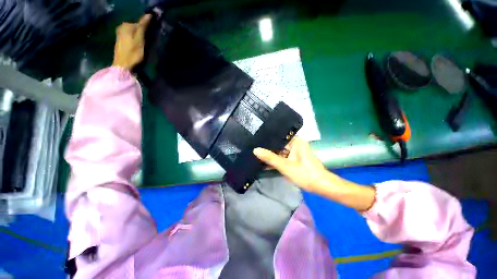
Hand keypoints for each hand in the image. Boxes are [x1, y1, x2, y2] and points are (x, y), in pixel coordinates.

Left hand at [112, 14, 151, 69]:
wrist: (122, 65)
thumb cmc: (133, 53)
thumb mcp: (140, 39)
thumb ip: (143, 26)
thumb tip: (148, 15)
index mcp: (127, 25)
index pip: (141, 23)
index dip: (147, 29)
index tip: (152, 37)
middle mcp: (122, 26)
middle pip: (136, 28)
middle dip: (143, 33)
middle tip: (148, 43)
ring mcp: (120, 33)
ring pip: (134, 32)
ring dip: (139, 37)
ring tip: (144, 45)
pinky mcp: (120, 40)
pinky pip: (130, 36)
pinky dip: (135, 39)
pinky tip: (138, 46)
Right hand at [253, 137, 326, 192]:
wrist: (321, 186)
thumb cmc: (305, 174)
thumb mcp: (285, 166)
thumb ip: (270, 158)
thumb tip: (255, 150)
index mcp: (296, 141)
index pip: (277, 139)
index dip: (266, 142)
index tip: (254, 143)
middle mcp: (295, 143)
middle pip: (278, 146)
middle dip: (267, 150)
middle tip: (253, 151)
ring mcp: (295, 151)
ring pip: (280, 152)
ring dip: (271, 156)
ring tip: (256, 156)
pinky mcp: (294, 158)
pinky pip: (283, 157)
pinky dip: (276, 161)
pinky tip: (265, 163)